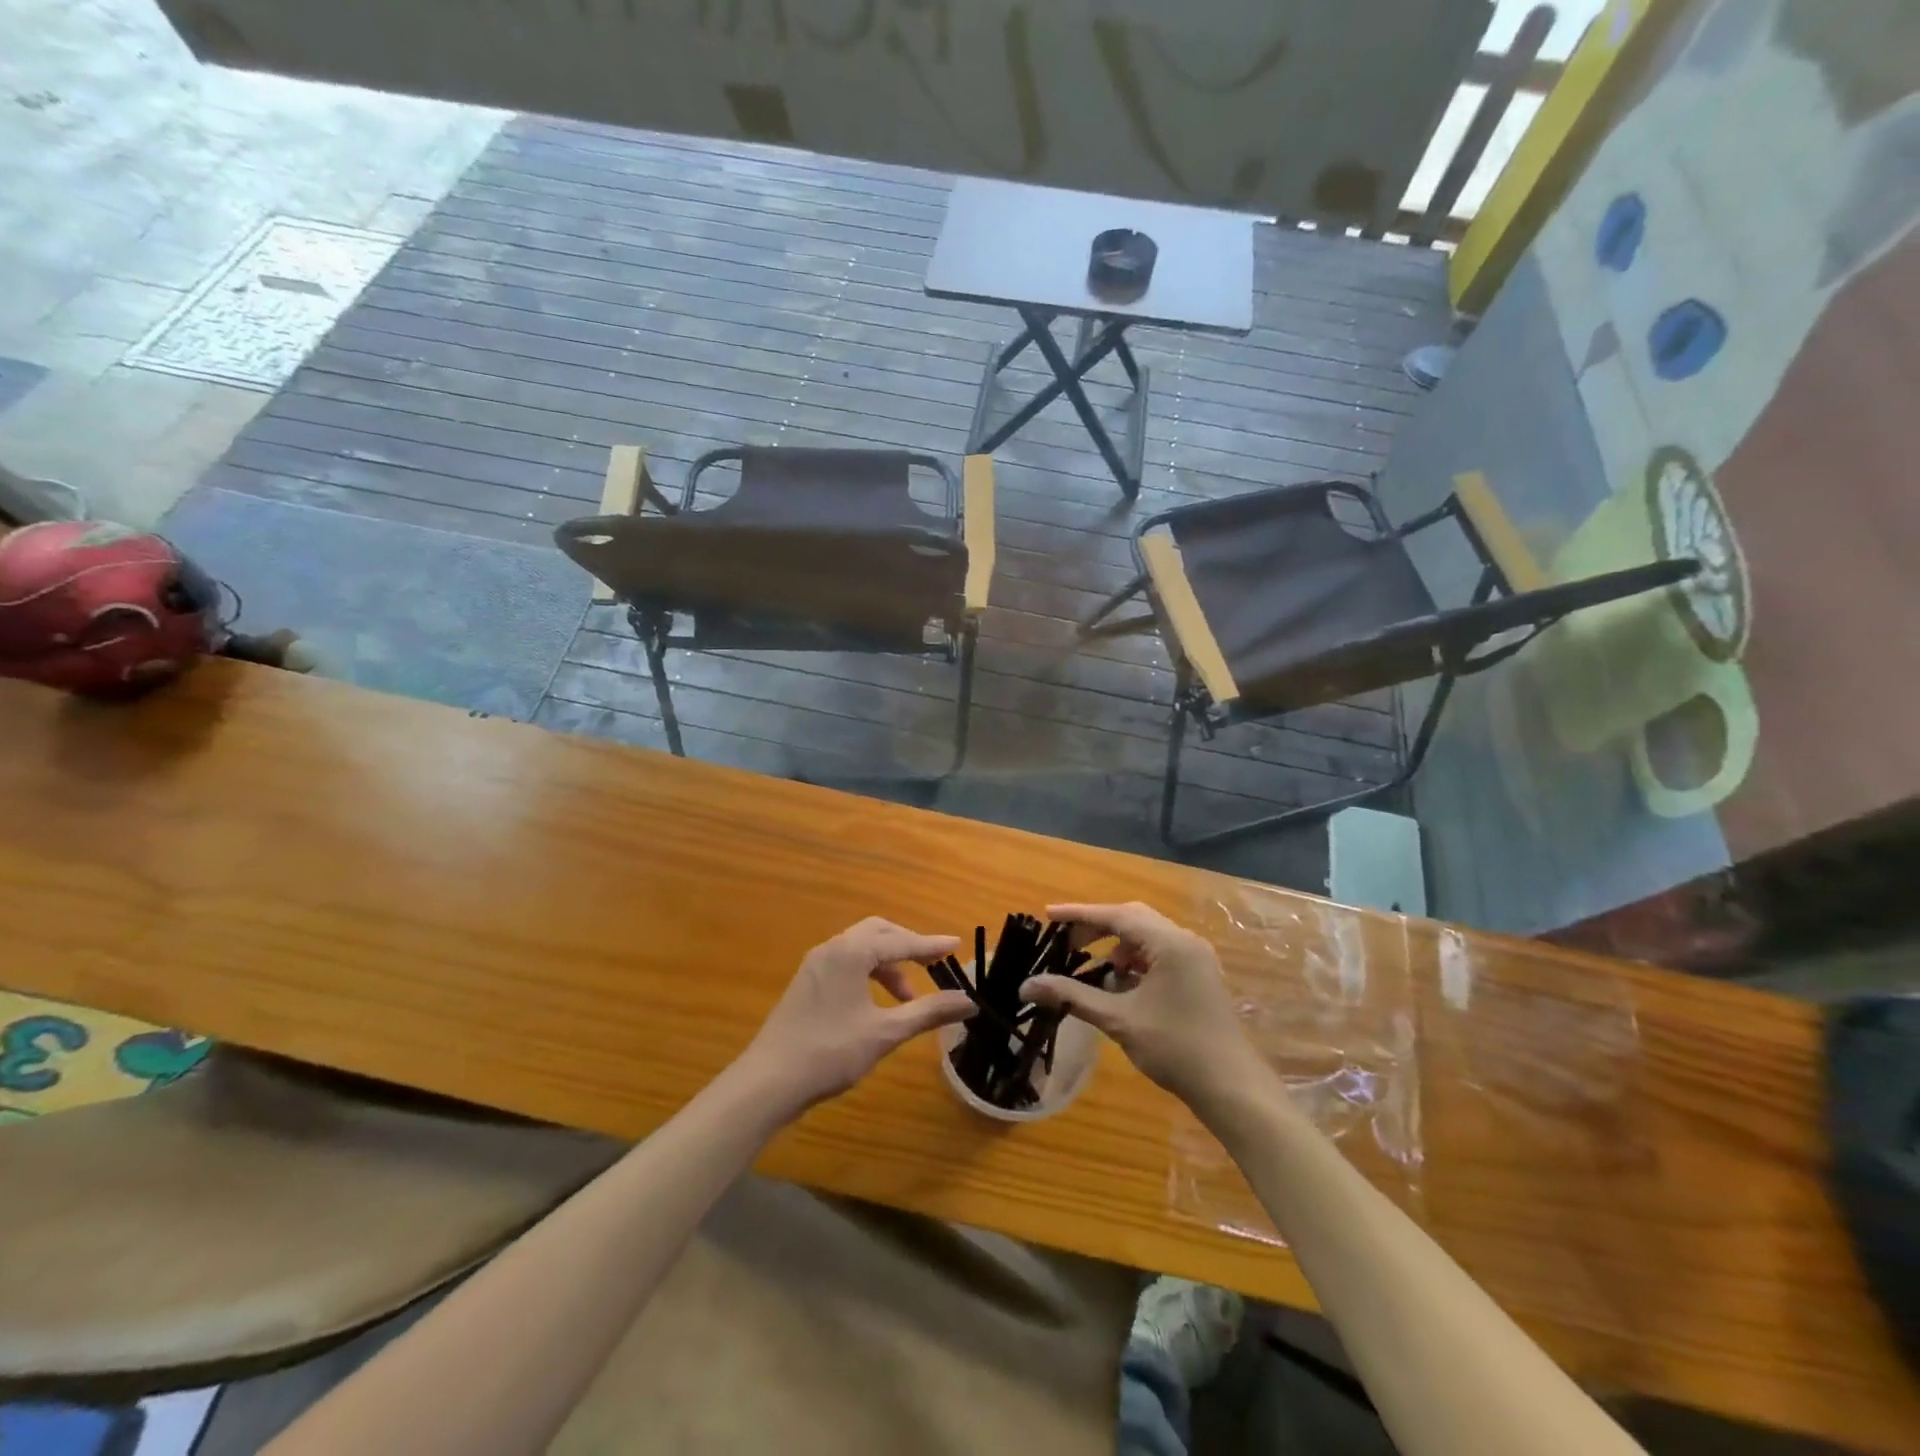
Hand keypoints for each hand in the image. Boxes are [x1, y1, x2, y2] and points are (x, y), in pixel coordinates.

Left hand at [739, 918, 975, 1113]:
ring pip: (860, 948)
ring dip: (888, 964)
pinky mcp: (806, 982)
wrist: (768, 1081)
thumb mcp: (885, 1033)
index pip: (900, 941)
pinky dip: (868, 972)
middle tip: (932, 966)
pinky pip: (845, 962)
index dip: (931, 945)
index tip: (957, 945)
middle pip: (878, 933)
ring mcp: (815, 964)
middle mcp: (832, 948)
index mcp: (851, 952)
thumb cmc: (830, 1052)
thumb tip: (969, 1001)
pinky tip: (876, 1003)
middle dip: (907, 946)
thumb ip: (928, 1012)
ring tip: (907, 998)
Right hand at [1020, 902, 1259, 1107]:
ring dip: (1117, 946)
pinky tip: (1119, 984)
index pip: (1116, 915)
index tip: (1048, 915)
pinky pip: (1159, 954)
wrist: (1232, 1087)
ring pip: (1147, 937)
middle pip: (1133, 920)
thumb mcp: (1118, 1020)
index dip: (1080, 915)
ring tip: (1091, 967)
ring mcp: (1195, 958)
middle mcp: (1185, 941)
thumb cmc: (1175, 1048)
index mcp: (1170, 943)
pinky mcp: (1198, 975)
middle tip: (1066, 942)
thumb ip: (1073, 996)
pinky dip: (1135, 961)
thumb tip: (1028, 985)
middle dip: (1097, 928)